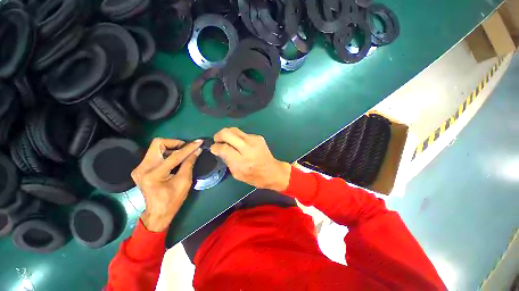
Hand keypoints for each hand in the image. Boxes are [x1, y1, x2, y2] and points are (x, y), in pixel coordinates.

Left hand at [131, 138, 201, 231]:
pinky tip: (173, 161)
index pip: (174, 156)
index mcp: (154, 174)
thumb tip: (197, 150)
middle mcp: (142, 168)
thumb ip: (189, 163)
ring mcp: (139, 168)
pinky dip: (166, 154)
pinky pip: (154, 155)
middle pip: (158, 144)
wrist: (157, 213)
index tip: (199, 142)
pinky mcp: (140, 169)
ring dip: (171, 148)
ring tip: (182, 155)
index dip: (189, 148)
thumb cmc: (173, 200)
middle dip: (174, 143)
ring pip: (155, 148)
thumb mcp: (185, 181)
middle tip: (186, 149)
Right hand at [210, 128, 290, 191]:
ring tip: (227, 141)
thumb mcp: (237, 174)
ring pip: (234, 130)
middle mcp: (248, 148)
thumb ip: (227, 161)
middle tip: (217, 140)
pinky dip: (237, 137)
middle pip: (228, 133)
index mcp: (243, 161)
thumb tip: (218, 149)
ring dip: (227, 134)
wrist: (273, 171)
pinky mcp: (258, 137)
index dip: (215, 147)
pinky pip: (242, 133)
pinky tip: (239, 144)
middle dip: (219, 135)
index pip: (224, 148)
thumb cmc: (254, 176)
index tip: (213, 148)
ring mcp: (254, 140)